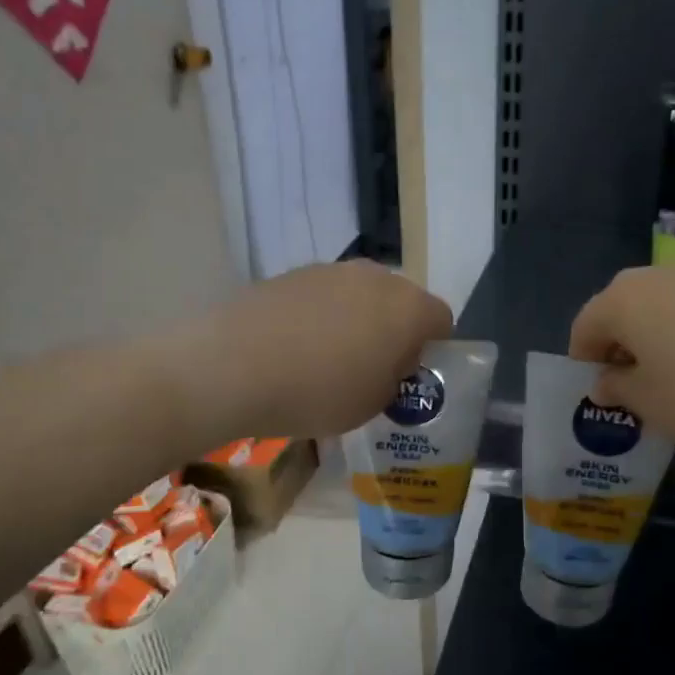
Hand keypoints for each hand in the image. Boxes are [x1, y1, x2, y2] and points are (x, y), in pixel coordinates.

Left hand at [189, 262, 452, 440]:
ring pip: (361, 295)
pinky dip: (320, 316)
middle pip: (401, 302)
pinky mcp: (293, 273)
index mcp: (409, 308)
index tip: (410, 377)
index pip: (442, 320)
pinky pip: (324, 296)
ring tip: (328, 360)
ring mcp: (332, 270)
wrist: (232, 366)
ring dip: (357, 321)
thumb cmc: (318, 392)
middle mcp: (377, 278)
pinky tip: (294, 348)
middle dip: (395, 331)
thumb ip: (394, 378)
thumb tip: (390, 362)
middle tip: (373, 369)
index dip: (432, 350)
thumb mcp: (373, 404)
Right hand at [568, 268, 674, 455]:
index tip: (599, 395)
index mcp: (624, 299)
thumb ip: (618, 389)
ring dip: (656, 339)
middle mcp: (657, 276)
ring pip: (662, 308)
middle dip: (620, 348)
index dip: (584, 362)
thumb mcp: (651, 404)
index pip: (585, 327)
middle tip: (634, 388)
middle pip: (622, 310)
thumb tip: (606, 381)